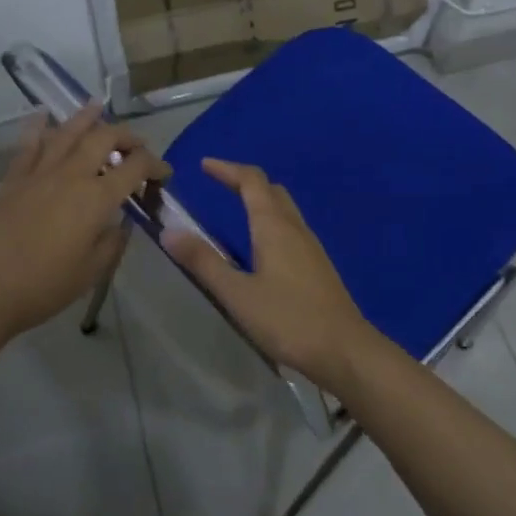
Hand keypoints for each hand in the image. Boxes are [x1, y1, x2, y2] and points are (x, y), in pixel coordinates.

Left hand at [0, 104, 168, 340]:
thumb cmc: (46, 285)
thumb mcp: (93, 270)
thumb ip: (113, 241)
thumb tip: (120, 223)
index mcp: (97, 198)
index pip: (135, 167)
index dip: (155, 165)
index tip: (163, 173)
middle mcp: (72, 174)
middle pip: (104, 138)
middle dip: (126, 136)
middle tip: (136, 145)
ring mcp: (40, 172)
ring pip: (67, 132)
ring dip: (87, 117)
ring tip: (98, 106)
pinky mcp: (15, 178)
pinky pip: (29, 144)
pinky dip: (38, 126)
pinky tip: (42, 114)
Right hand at [161, 158, 377, 389]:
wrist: (345, 351)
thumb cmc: (288, 320)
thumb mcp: (237, 294)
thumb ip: (203, 262)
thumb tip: (169, 231)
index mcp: (274, 226)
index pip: (251, 180)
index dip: (227, 169)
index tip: (204, 165)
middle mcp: (295, 228)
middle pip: (271, 190)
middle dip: (244, 181)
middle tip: (219, 184)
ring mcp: (311, 247)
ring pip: (284, 209)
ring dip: (260, 200)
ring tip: (236, 210)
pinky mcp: (318, 266)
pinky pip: (291, 228)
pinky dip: (271, 221)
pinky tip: (262, 246)